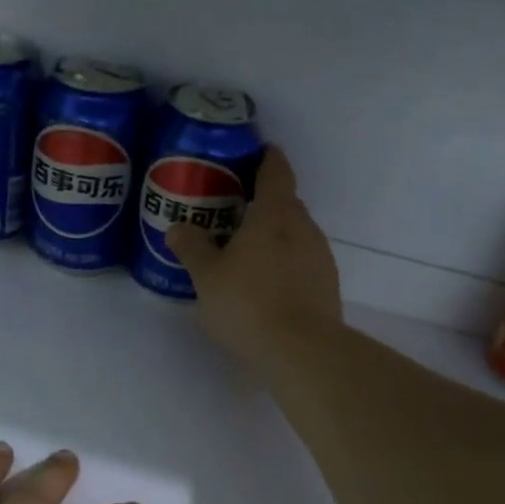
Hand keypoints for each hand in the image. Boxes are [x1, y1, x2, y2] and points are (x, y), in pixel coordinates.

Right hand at [166, 146, 342, 365]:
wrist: (301, 351)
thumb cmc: (248, 303)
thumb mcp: (207, 277)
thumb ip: (192, 248)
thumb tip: (177, 227)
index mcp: (275, 214)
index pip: (276, 171)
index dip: (266, 158)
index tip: (257, 152)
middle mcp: (304, 228)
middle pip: (286, 204)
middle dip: (264, 203)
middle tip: (235, 212)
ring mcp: (320, 257)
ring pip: (295, 235)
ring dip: (274, 238)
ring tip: (247, 253)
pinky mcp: (327, 286)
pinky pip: (302, 263)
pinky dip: (285, 265)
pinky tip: (266, 286)